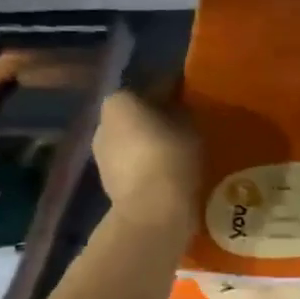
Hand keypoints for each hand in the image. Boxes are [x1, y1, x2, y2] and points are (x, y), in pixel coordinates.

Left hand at [93, 85, 200, 232]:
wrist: (152, 213)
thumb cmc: (172, 157)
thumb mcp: (191, 123)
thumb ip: (183, 107)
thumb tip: (180, 104)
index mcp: (119, 100)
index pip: (155, 85)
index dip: (178, 89)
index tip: (197, 98)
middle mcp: (103, 123)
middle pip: (140, 113)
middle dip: (162, 117)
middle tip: (192, 125)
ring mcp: (102, 156)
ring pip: (135, 140)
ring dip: (155, 142)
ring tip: (184, 151)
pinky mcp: (109, 184)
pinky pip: (136, 165)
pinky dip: (151, 165)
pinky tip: (172, 172)